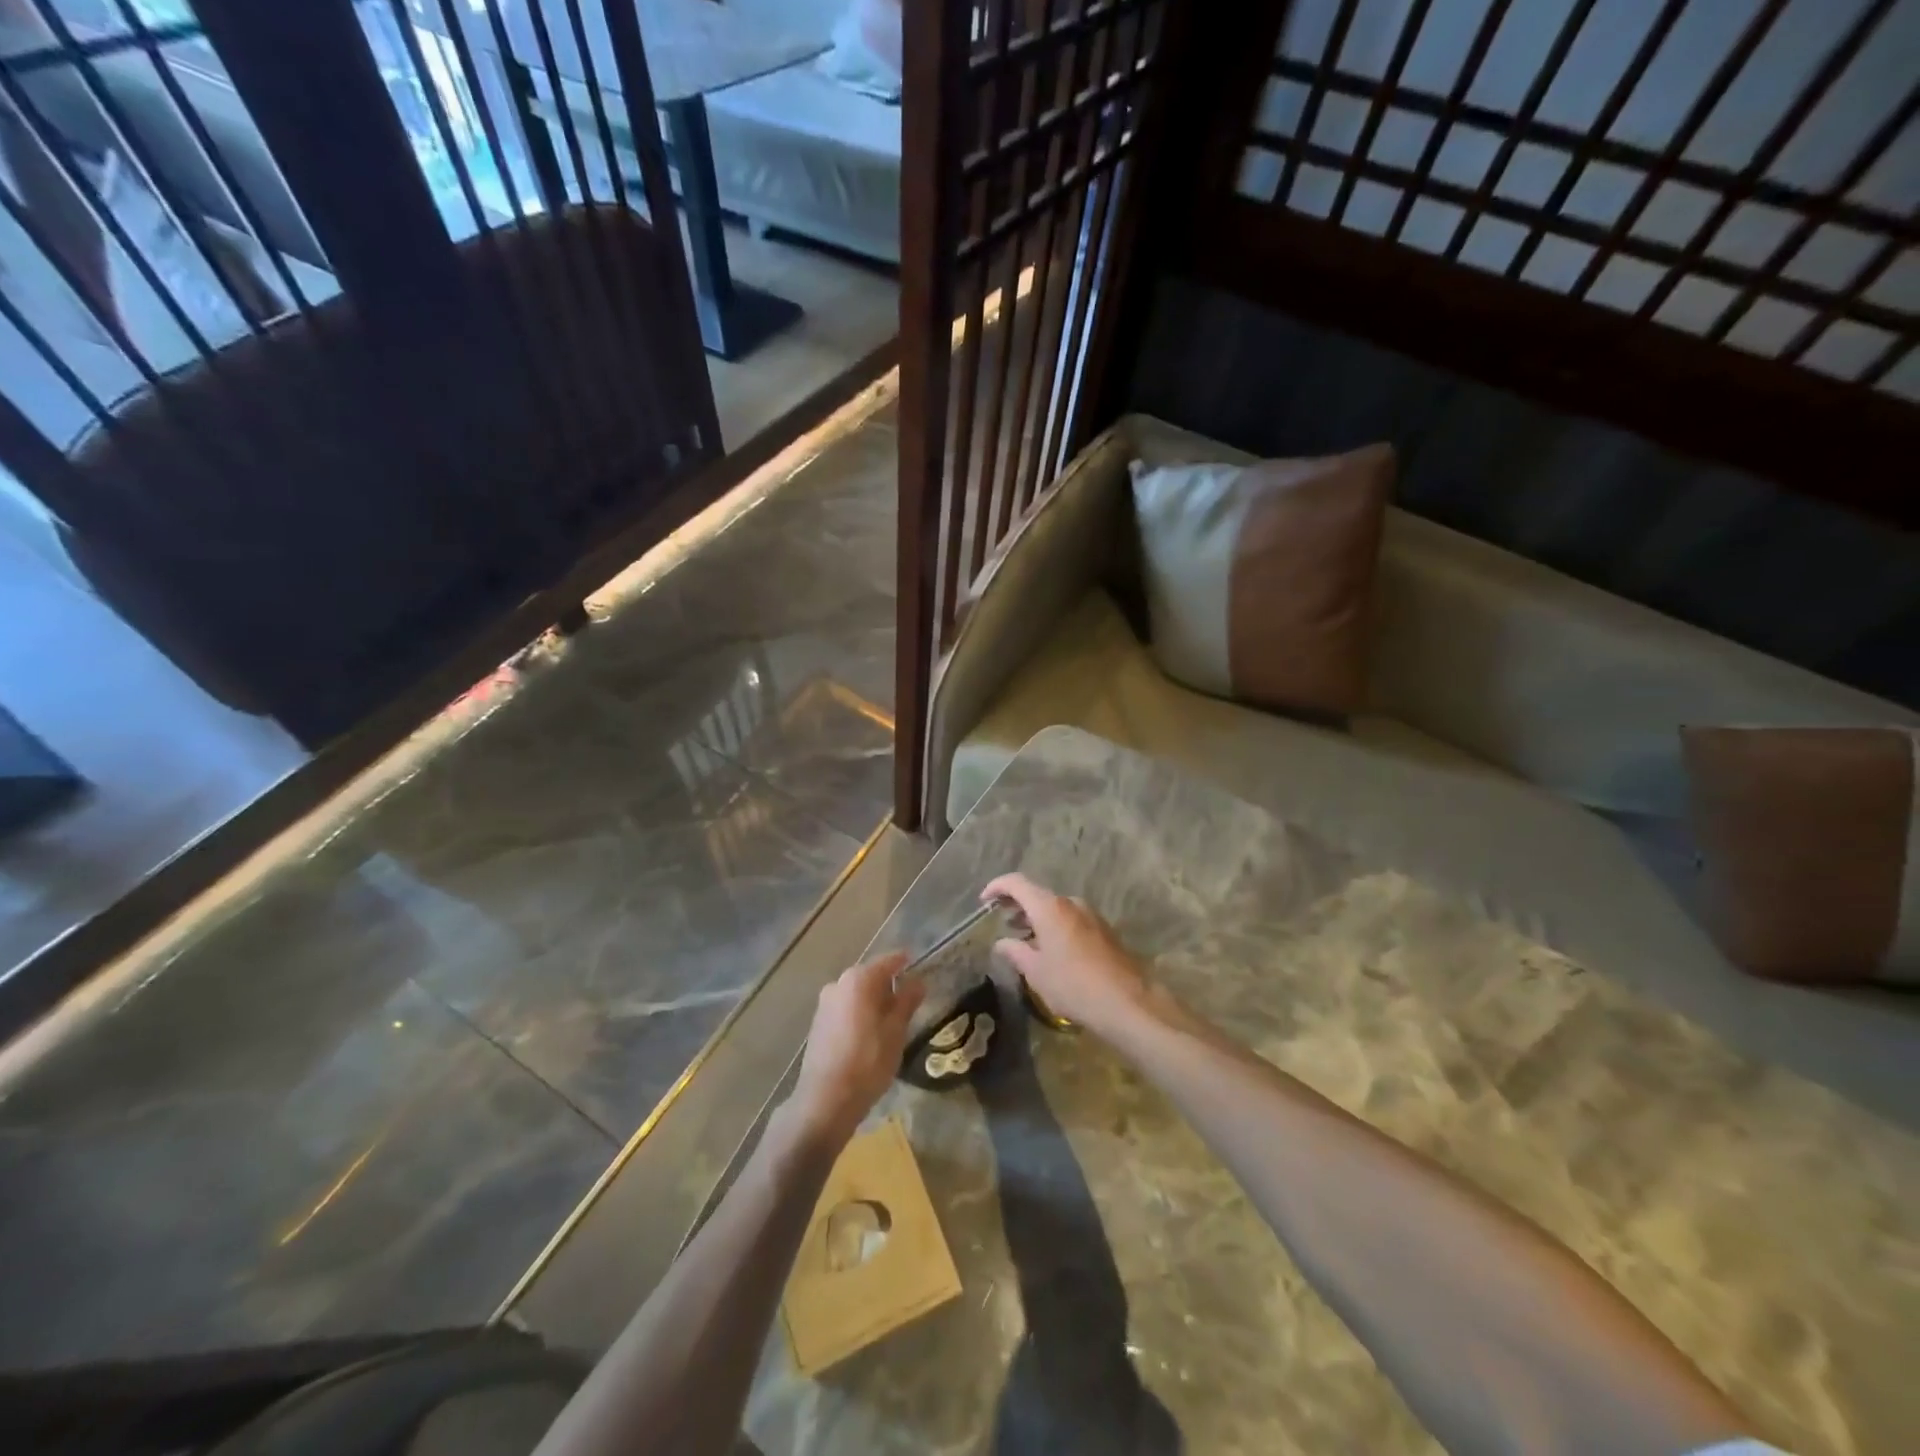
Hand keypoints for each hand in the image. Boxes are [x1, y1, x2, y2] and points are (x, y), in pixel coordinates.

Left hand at [788, 952, 925, 1145]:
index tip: (916, 965)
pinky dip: (860, 1013)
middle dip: (889, 985)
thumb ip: (907, 1002)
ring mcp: (825, 1004)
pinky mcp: (818, 1023)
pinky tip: (870, 1033)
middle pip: (870, 976)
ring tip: (892, 1020)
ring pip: (856, 994)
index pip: (887, 961)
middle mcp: (838, 984)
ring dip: (874, 1000)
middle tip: (909, 1000)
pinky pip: (845, 1008)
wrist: (825, 1100)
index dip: (904, 962)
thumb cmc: (868, 1061)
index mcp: (858, 980)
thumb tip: (917, 981)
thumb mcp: (896, 1031)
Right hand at [981, 873, 1156, 1037]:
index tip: (984, 900)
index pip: (1017, 883)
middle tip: (1001, 920)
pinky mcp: (1103, 929)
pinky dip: (1055, 925)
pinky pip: (1071, 919)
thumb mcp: (1036, 972)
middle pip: (1037, 894)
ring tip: (1023, 938)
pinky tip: (1050, 949)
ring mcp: (1090, 914)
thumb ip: (1015, 952)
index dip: (997, 887)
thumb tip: (1001, 942)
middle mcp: (1070, 903)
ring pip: (1056, 907)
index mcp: (1049, 907)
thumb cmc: (1073, 984)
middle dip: (1017, 904)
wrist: (1127, 1001)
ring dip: (1037, 917)